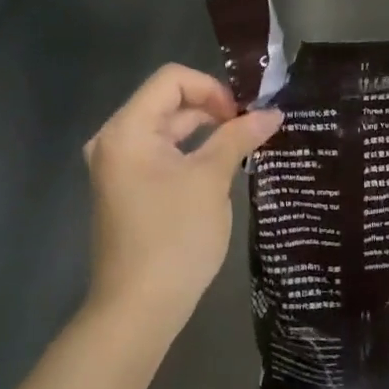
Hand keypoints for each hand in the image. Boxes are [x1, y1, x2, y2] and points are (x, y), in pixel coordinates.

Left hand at [83, 64, 281, 334]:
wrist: (139, 308)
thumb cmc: (174, 237)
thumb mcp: (211, 180)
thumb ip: (239, 138)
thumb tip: (272, 112)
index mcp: (127, 130)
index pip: (172, 80)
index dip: (212, 88)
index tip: (243, 115)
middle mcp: (115, 140)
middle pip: (168, 102)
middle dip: (212, 109)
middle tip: (253, 128)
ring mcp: (118, 167)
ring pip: (167, 130)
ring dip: (205, 132)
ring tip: (245, 145)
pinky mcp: (127, 189)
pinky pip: (161, 155)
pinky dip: (190, 154)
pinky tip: (221, 168)